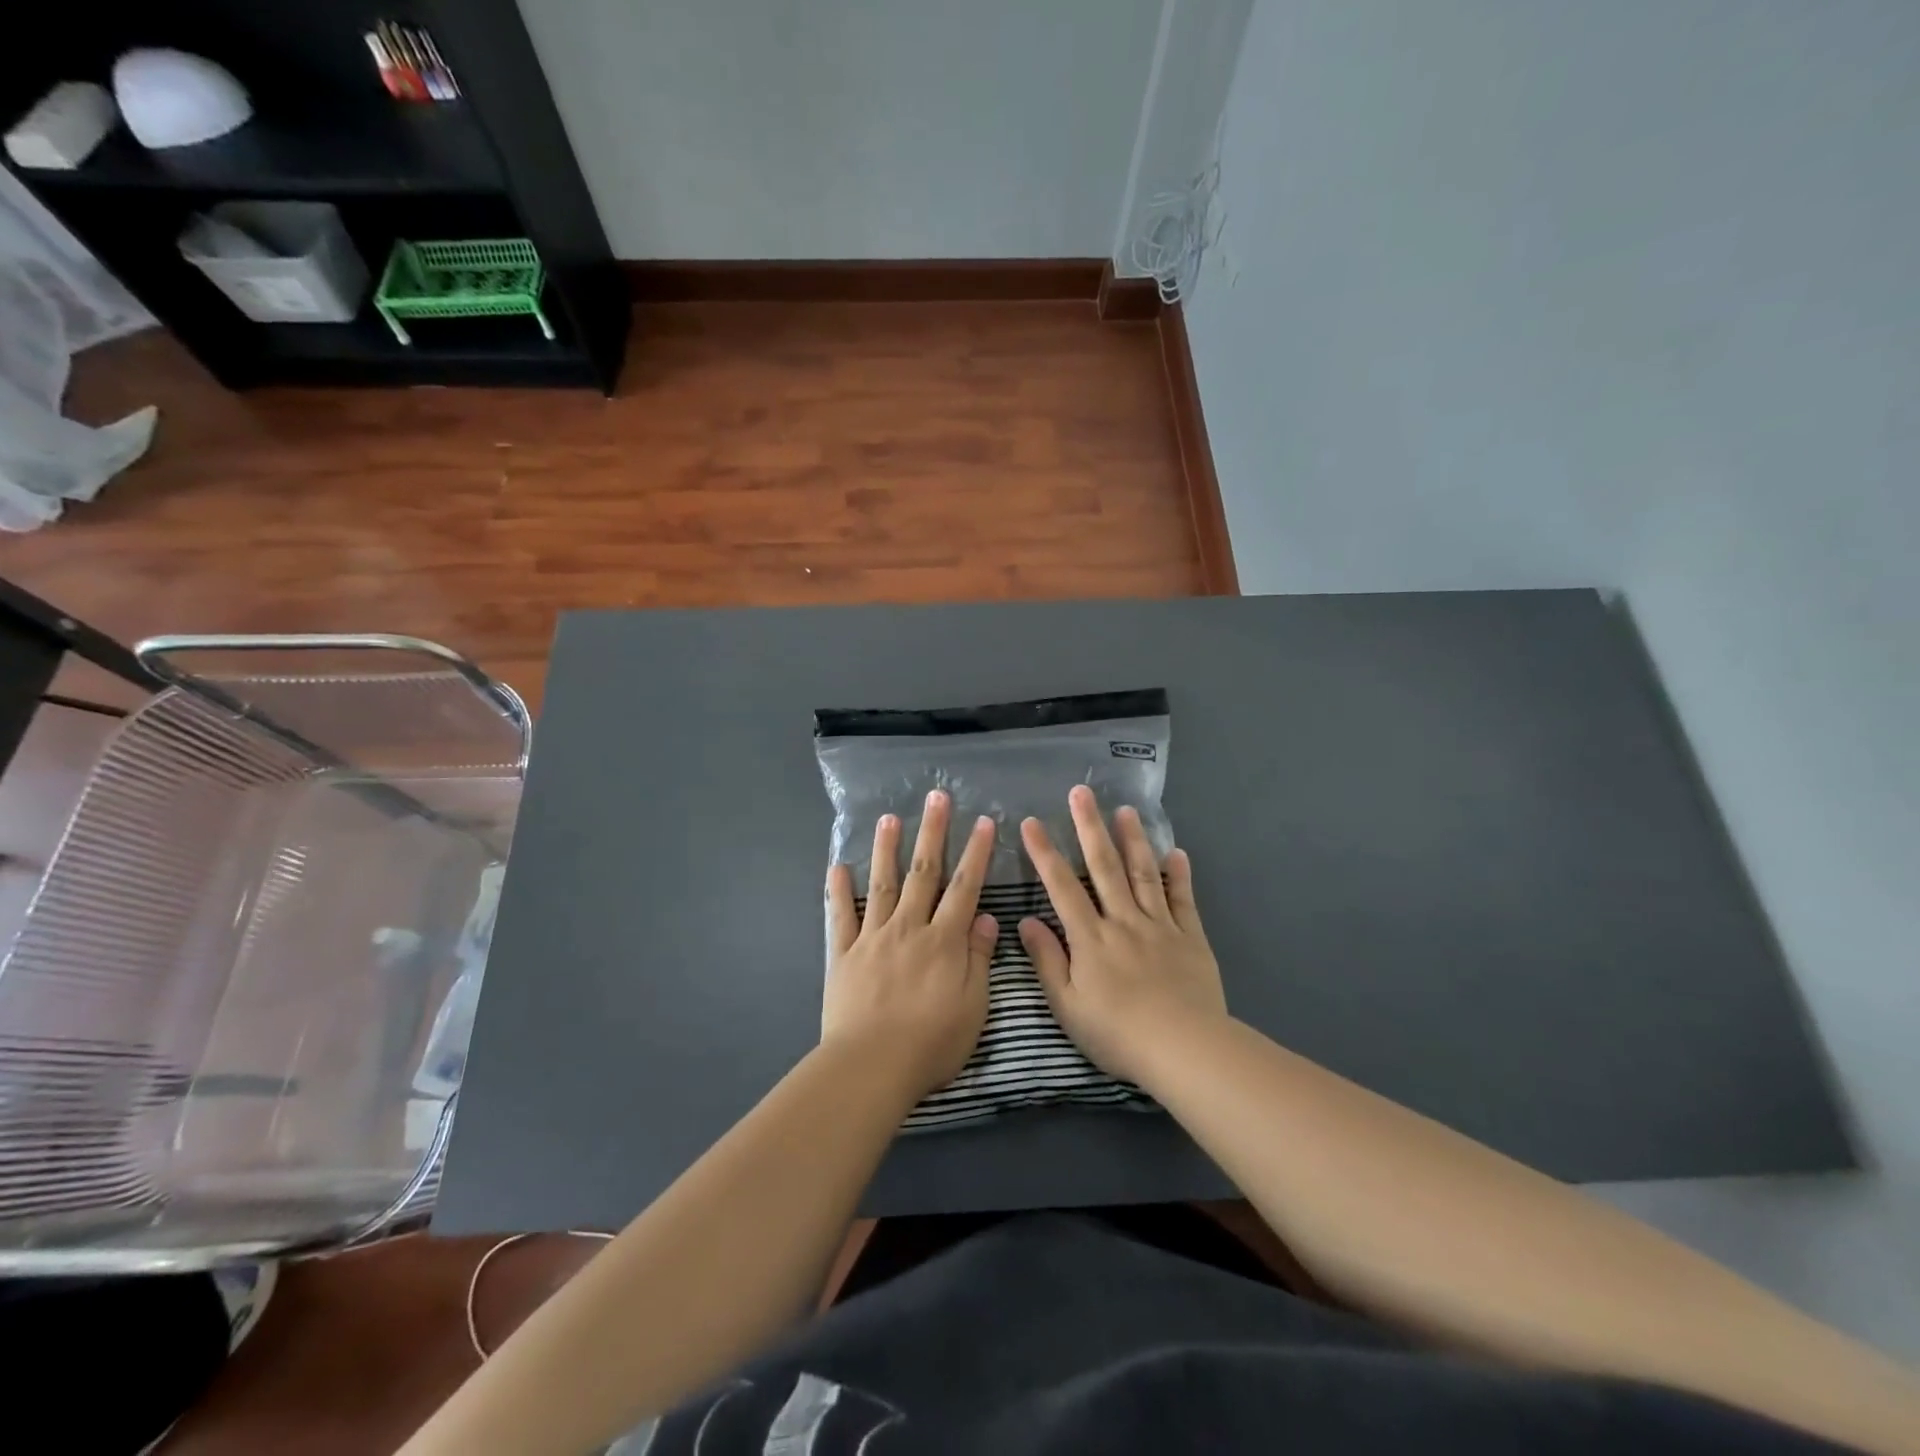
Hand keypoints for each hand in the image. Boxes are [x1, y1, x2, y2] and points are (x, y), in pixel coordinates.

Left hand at [824, 790, 996, 1100]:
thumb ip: (979, 958)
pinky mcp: (843, 954)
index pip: (965, 887)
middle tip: (936, 797)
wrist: (871, 1065)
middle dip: (932, 832)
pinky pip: (840, 916)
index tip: (984, 822)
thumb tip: (987, 918)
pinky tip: (836, 866)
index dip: (976, 853)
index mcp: (943, 940)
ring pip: (883, 884)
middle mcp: (909, 928)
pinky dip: (838, 890)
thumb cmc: (931, 1043)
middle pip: (923, 872)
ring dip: (886, 849)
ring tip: (888, 818)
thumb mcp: (973, 1006)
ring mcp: (873, 937)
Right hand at [1018, 785, 1225, 1085]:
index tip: (1032, 822)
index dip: (1045, 853)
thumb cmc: (1117, 1033)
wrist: (1183, 1048)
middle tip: (1081, 793)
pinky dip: (1179, 875)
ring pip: (1143, 873)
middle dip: (1089, 827)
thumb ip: (1047, 961)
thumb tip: (1026, 921)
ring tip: (1126, 810)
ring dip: (1133, 839)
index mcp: (1090, 938)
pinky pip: (1183, 900)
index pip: (1062, 886)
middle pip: (1104, 866)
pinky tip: (1176, 852)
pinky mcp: (1190, 937)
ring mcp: (1159, 926)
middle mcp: (1123, 920)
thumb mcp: (1067, 1006)